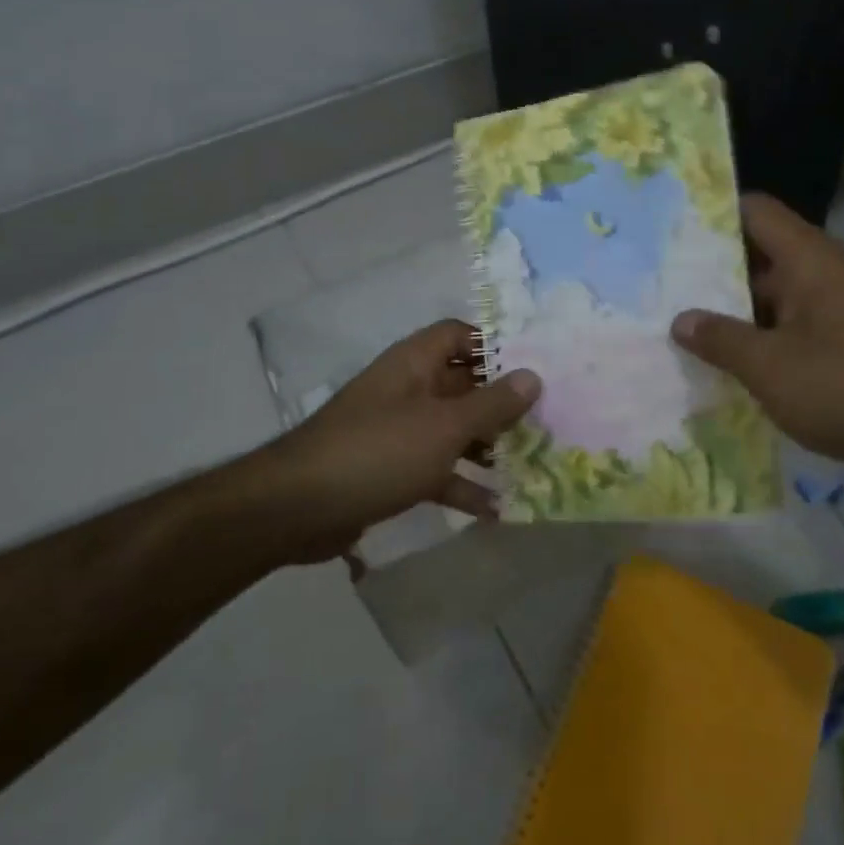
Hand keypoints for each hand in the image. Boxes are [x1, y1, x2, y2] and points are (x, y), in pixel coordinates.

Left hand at [264, 320, 540, 563]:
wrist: (297, 508)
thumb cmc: (378, 451)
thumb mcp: (444, 426)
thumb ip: (492, 403)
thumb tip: (534, 375)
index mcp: (415, 363)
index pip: (459, 335)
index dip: (494, 345)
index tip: (533, 367)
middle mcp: (408, 390)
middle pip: (463, 385)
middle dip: (501, 403)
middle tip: (546, 422)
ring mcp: (399, 431)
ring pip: (453, 430)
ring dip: (487, 446)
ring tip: (531, 463)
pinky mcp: (392, 470)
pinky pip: (437, 469)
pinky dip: (462, 484)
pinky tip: (496, 509)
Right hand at [670, 194, 843, 511]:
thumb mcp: (770, 365)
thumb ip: (720, 339)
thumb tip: (680, 320)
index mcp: (806, 259)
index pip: (753, 211)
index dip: (710, 214)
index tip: (664, 228)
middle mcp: (819, 276)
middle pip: (754, 256)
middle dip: (705, 271)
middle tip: (652, 284)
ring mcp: (831, 314)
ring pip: (767, 301)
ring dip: (727, 314)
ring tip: (670, 326)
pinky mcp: (839, 350)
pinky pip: (785, 335)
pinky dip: (754, 345)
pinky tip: (714, 367)